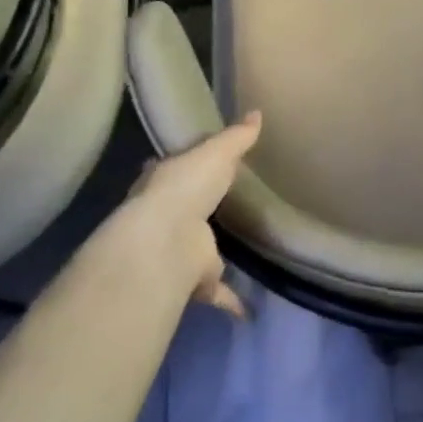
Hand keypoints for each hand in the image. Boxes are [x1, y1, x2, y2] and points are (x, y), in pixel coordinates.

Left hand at [118, 113, 262, 317]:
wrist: (166, 241)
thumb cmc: (186, 186)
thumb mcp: (216, 153)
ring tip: (239, 253)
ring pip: (197, 251)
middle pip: (182, 210)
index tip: (200, 164)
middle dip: (196, 210)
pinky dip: (231, 300)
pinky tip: (250, 307)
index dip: (185, 167)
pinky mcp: (193, 280)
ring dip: (211, 256)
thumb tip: (257, 113)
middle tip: (222, 205)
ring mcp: (177, 250)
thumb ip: (236, 138)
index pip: (172, 169)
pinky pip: (216, 291)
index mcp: (165, 181)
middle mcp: (165, 216)